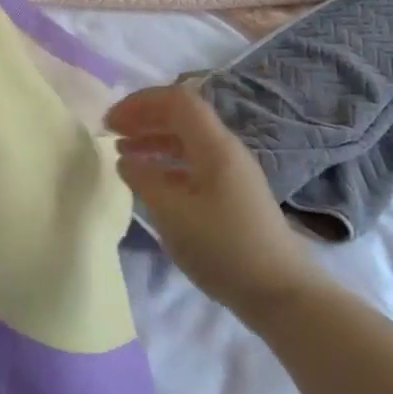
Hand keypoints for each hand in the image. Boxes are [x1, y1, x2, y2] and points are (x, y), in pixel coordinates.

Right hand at [106, 85, 319, 325]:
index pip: (176, 100)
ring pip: (186, 140)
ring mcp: (231, 172)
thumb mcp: (173, 213)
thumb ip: (144, 180)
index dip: (140, 103)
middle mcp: (225, 150)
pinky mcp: (232, 194)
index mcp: (215, 146)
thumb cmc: (224, 248)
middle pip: (181, 116)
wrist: (281, 293)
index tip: (111, 121)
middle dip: (144, 117)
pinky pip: (193, 163)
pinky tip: (149, 181)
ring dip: (153, 140)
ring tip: (123, 154)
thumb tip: (125, 161)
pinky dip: (166, 163)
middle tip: (111, 131)